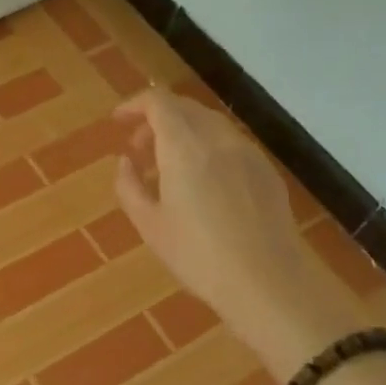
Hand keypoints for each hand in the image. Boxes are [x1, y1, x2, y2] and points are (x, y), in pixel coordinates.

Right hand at [113, 88, 363, 377]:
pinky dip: (206, 147)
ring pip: (208, 123)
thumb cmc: (198, 256)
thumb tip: (126, 162)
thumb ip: (129, 185)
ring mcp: (247, 152)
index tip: (117, 122)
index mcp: (184, 146)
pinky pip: (229, 143)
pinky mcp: (266, 170)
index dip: (134, 105)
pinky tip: (202, 183)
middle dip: (155, 120)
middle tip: (138, 150)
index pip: (158, 102)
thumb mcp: (149, 225)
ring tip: (167, 169)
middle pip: (184, 107)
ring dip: (182, 133)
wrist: (268, 282)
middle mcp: (217, 138)